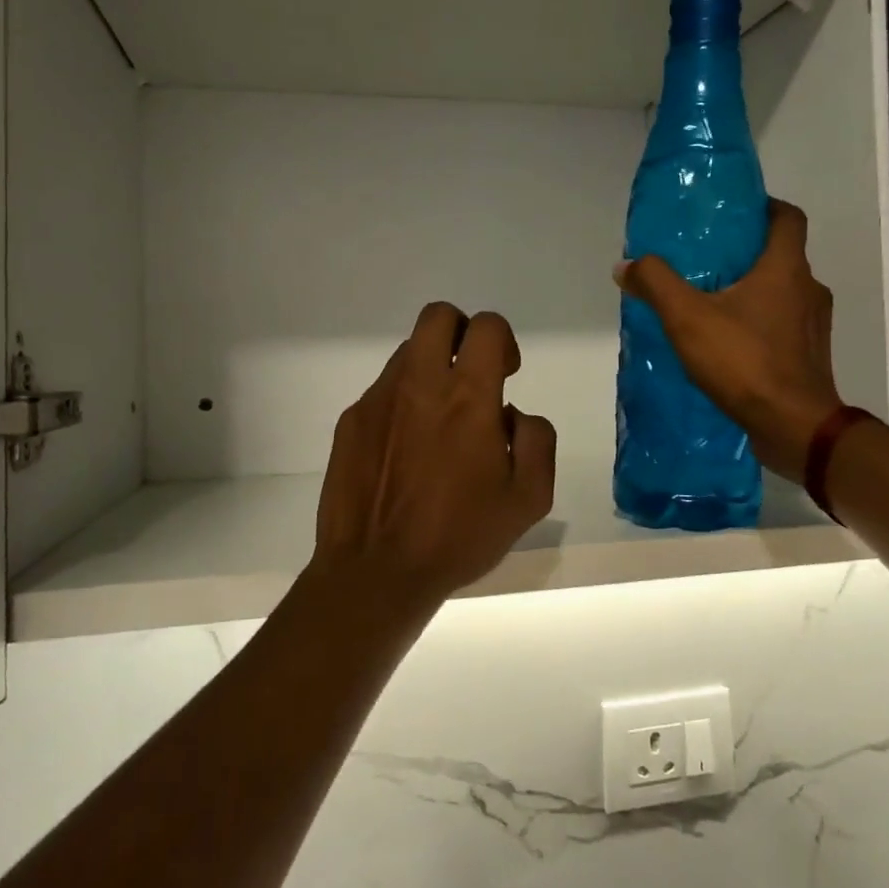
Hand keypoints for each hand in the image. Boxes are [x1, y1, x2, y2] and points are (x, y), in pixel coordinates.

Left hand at [312, 302, 556, 613]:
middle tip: (470, 377)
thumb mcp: (528, 499)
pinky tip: (405, 450)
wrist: (376, 571)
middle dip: (461, 333)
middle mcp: (420, 383)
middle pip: (438, 316)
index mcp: (468, 397)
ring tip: (437, 422)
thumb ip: (536, 440)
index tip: (505, 375)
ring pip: (408, 352)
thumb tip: (510, 414)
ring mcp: (379, 399)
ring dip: (430, 369)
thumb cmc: (459, 536)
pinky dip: (402, 402)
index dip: (502, 341)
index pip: (486, 327)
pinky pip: (383, 390)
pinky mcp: (352, 420)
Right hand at [615, 199, 842, 481]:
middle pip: (782, 256)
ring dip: (754, 292)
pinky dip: (760, 325)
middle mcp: (809, 289)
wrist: (794, 426)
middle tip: (707, 261)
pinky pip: (784, 327)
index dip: (764, 207)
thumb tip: (626, 265)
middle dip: (747, 254)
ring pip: (784, 293)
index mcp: (786, 268)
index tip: (734, 214)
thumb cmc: (745, 361)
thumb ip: (656, 284)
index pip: (788, 217)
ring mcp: (814, 326)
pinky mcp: (810, 356)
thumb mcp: (687, 318)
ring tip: (712, 304)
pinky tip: (728, 344)